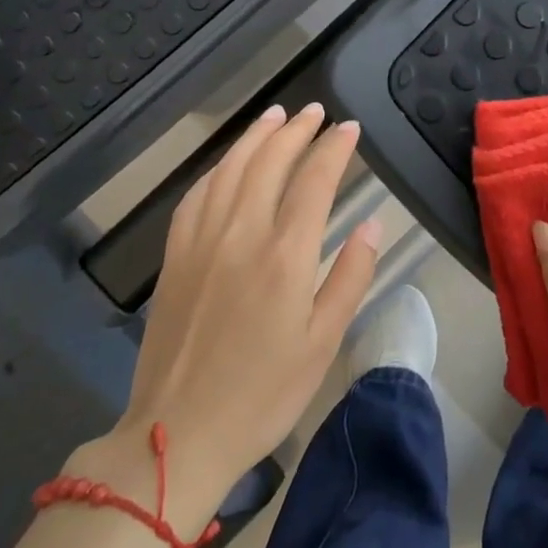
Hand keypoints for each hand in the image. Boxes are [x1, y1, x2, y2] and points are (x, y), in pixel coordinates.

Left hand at [68, 104, 381, 524]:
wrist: (177, 436)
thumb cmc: (263, 394)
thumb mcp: (323, 343)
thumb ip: (350, 277)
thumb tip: (372, 224)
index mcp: (284, 256)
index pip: (314, 181)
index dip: (334, 148)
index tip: (349, 128)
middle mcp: (241, 234)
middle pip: (269, 162)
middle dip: (296, 130)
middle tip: (315, 111)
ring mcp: (201, 242)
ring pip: (229, 169)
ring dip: (255, 137)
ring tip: (275, 116)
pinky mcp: (175, 257)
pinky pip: (196, 195)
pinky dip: (218, 168)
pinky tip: (228, 163)